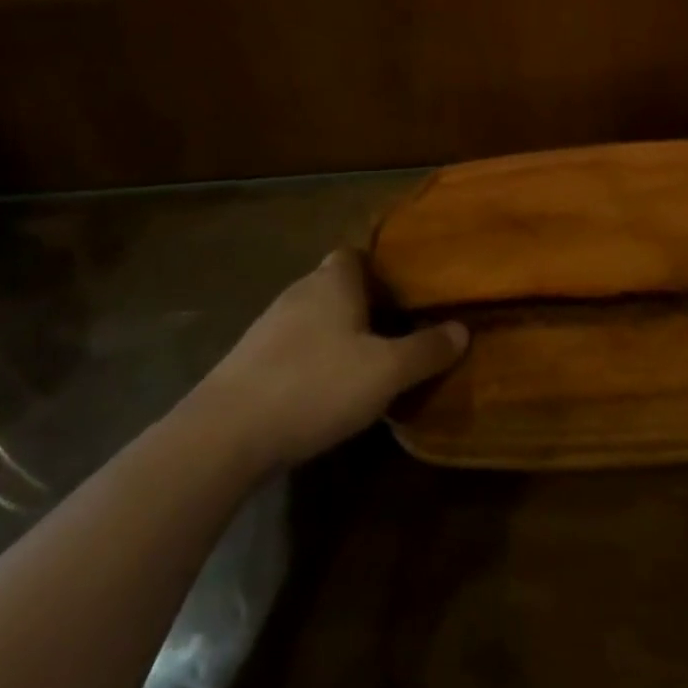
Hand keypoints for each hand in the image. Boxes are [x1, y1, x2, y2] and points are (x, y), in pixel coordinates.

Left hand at [184, 249, 467, 473]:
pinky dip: (311, 358)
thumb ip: (426, 350)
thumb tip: (462, 329)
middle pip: (337, 285)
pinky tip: (323, 389)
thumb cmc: (315, 386)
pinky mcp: (248, 360)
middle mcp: (300, 292)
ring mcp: (268, 325)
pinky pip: (292, 347)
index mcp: (333, 281)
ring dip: (337, 333)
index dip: (381, 267)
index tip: (405, 290)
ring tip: (365, 361)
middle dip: (364, 303)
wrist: (225, 434)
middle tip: (396, 329)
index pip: (356, 254)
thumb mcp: (385, 372)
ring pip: (314, 317)